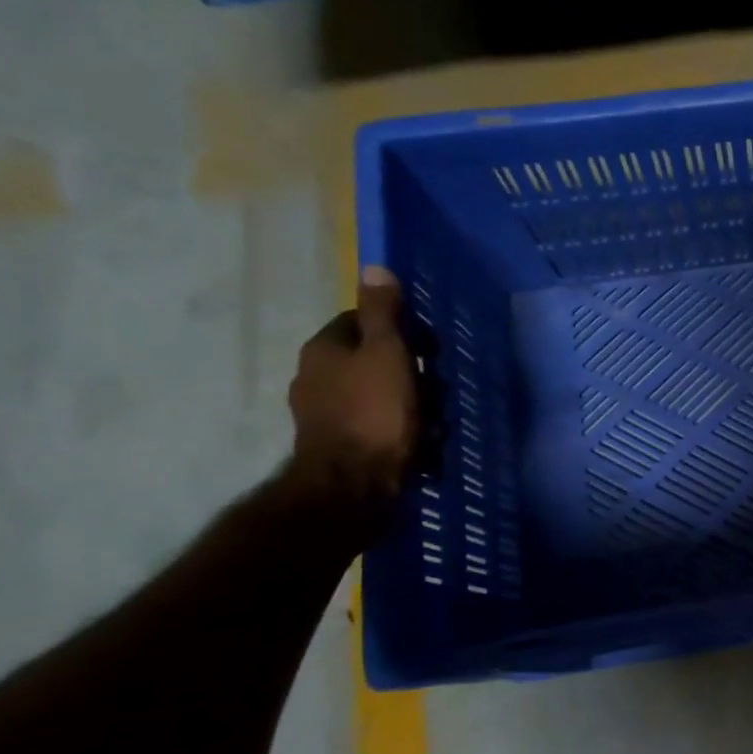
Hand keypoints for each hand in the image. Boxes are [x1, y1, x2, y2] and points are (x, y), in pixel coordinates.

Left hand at [285, 265, 417, 511]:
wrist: (353, 486)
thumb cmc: (375, 413)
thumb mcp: (387, 354)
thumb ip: (383, 313)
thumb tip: (374, 267)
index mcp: (325, 349)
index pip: (364, 321)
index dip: (402, 330)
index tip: (429, 350)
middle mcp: (316, 376)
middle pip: (375, 360)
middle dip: (412, 375)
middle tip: (436, 393)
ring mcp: (325, 414)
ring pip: (381, 396)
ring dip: (413, 407)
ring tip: (435, 427)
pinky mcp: (339, 446)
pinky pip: (378, 427)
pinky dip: (401, 433)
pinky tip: (421, 448)